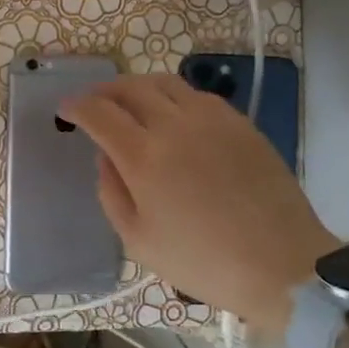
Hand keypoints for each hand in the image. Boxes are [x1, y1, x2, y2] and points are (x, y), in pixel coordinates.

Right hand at [59, 75, 340, 341]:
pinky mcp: (241, 124)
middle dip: (104, 90)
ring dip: (138, 87)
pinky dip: (173, 97)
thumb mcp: (138, 240)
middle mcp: (175, 126)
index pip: (99, 113)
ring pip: (165, 82)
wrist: (282, 265)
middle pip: (130, 87)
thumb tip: (105, 156)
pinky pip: (198, 95)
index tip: (66, 109)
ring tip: (131, 102)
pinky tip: (173, 117)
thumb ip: (111, 192)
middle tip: (94, 102)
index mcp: (144, 157)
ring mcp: (212, 120)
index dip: (77, 106)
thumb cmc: (202, 261)